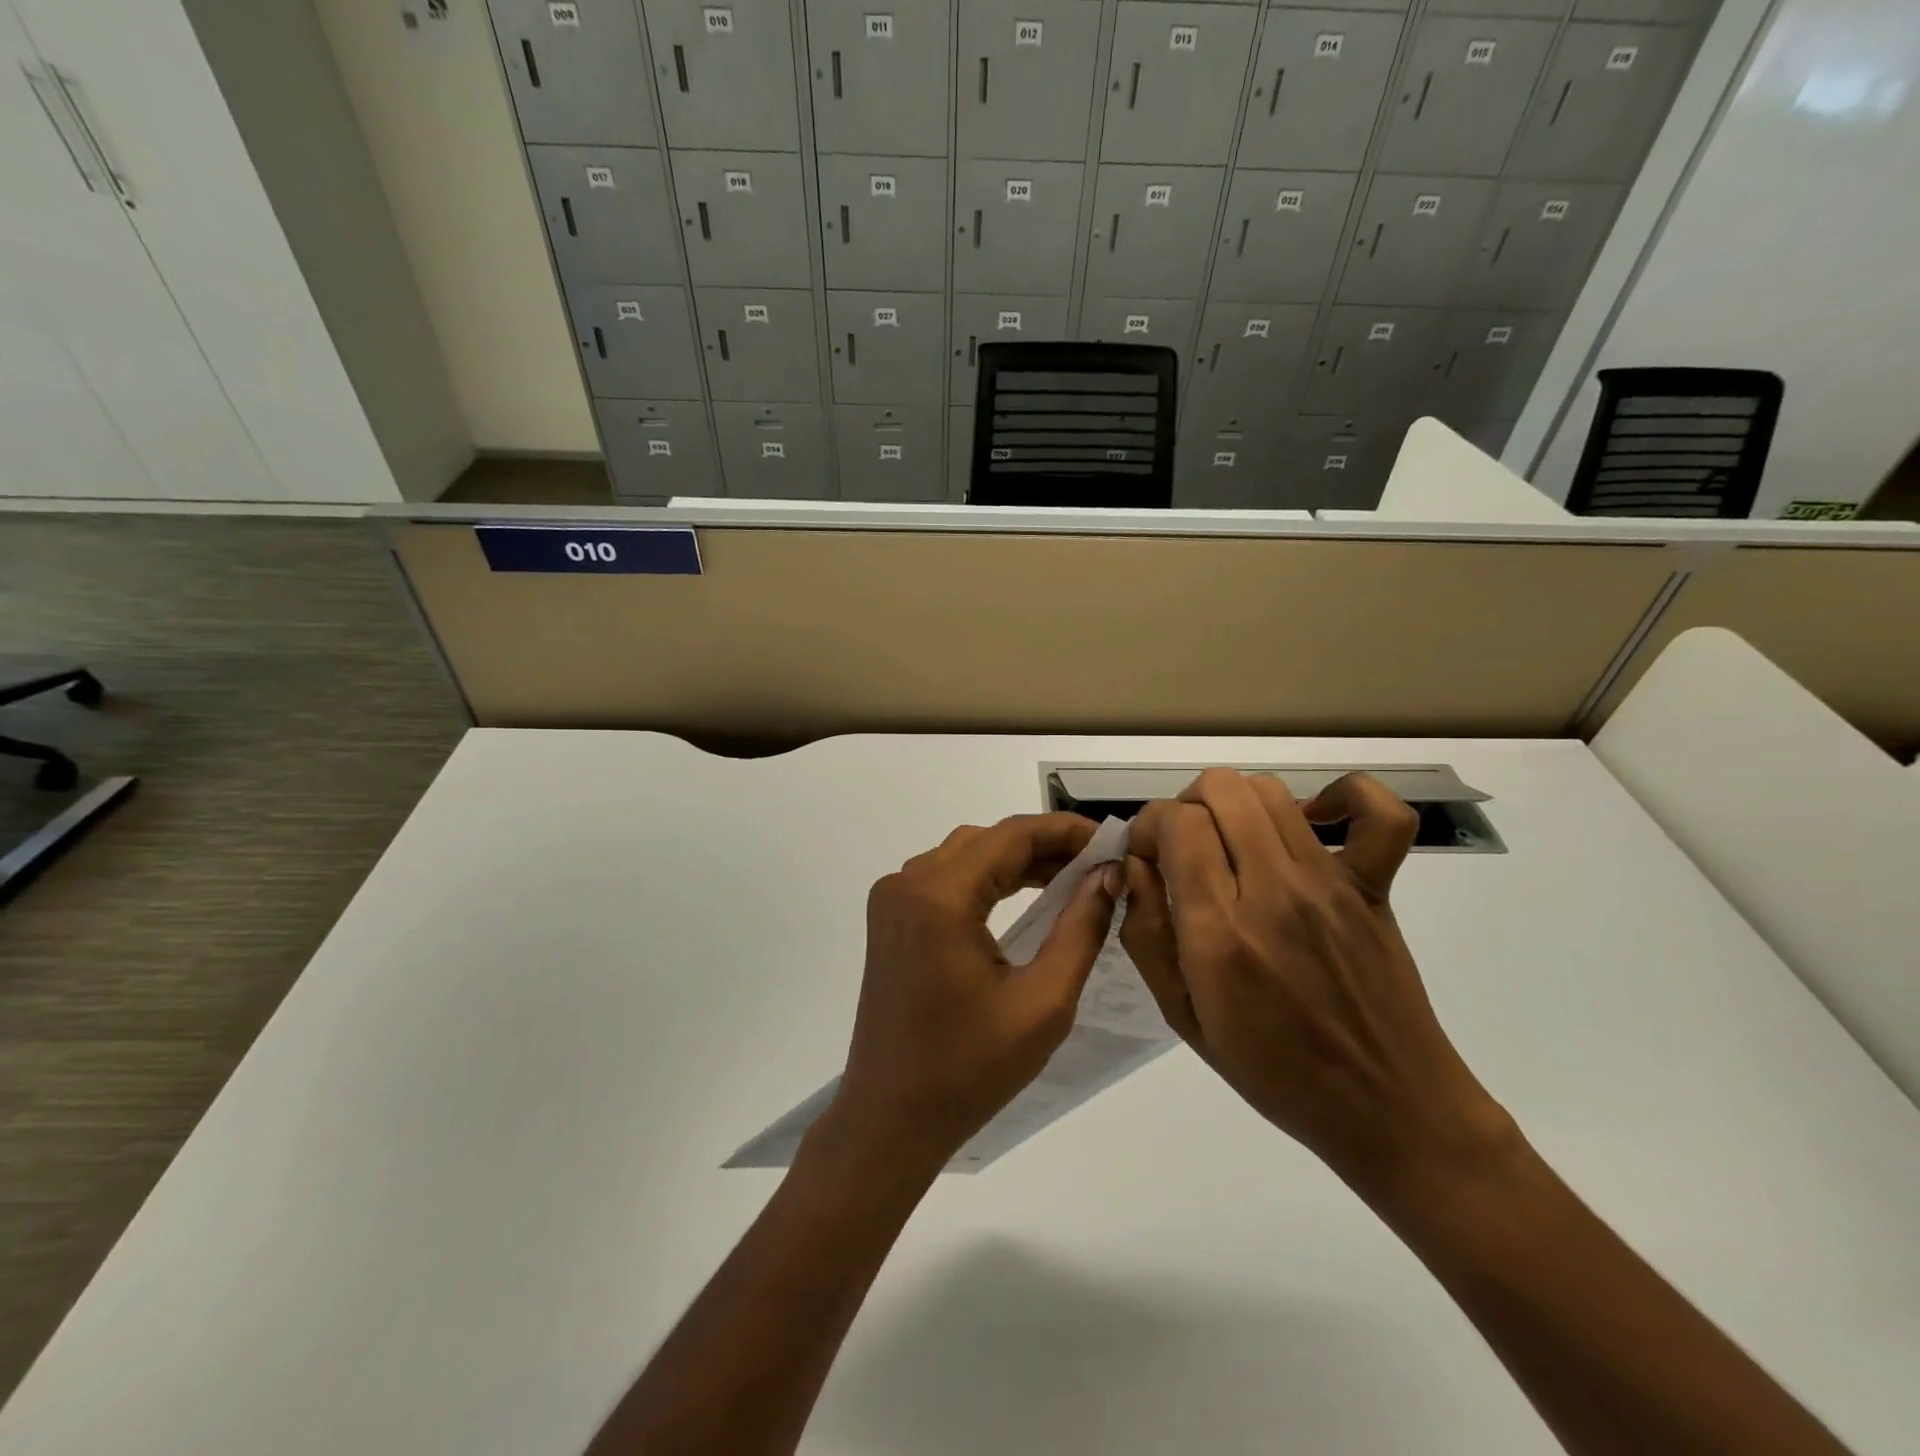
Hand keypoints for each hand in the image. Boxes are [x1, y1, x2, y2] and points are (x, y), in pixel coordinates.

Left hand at [825, 814, 1119, 1174]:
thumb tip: (1109, 876)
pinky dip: (987, 878)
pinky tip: (1025, 893)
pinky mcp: (891, 919)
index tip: (1112, 840)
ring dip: (1016, 860)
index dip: (1065, 831)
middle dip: (1045, 845)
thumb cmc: (969, 1069)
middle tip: (1099, 863)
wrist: (891, 1117)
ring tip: (1073, 875)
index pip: (1012, 837)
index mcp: (939, 897)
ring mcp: (892, 900)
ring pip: (965, 855)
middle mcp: (907, 883)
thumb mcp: (1043, 1003)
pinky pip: (945, 878)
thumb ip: (1081, 929)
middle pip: (987, 841)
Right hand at [1121, 769, 1510, 1192]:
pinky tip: (1313, 820)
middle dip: (1186, 806)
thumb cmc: (1274, 1073)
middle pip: (1220, 789)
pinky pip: (1379, 814)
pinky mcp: (1375, 885)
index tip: (1147, 855)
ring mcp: (1330, 883)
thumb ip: (1146, 934)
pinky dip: (1343, 797)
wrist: (1387, 1108)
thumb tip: (1134, 865)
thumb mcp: (1183, 1016)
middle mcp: (1274, 891)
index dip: (1149, 825)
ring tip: (1231, 842)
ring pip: (1270, 790)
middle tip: (1184, 849)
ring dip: (1235, 802)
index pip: (1176, 822)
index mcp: (1220, 931)